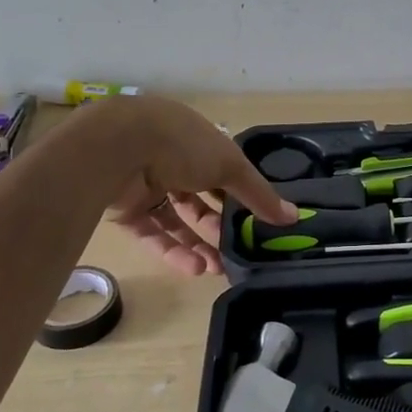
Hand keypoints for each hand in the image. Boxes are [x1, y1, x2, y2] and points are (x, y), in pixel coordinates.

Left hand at [92, 98, 296, 275]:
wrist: (116, 149)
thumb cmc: (183, 145)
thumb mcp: (231, 166)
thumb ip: (260, 194)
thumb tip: (294, 217)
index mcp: (197, 142)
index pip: (224, 172)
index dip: (242, 197)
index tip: (259, 223)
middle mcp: (171, 161)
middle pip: (201, 200)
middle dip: (220, 228)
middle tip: (239, 254)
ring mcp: (146, 186)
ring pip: (177, 221)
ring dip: (199, 245)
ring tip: (219, 270)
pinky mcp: (126, 211)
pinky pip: (154, 234)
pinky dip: (174, 251)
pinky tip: (195, 269)